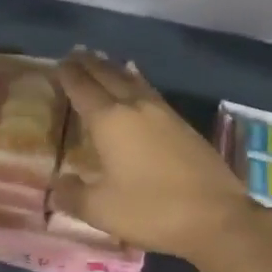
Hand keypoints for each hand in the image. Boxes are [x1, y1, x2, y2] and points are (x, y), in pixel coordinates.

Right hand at [53, 50, 271, 270]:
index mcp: (109, 121)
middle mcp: (134, 107)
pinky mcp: (183, 124)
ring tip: (103, 60)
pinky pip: (150, 91)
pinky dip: (136, 81)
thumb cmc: (151, 211)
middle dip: (89, 64)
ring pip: (132, 80)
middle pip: (108, 75)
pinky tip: (138, 84)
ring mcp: (163, 113)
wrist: (216, 218)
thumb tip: (55, 186)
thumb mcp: (100, 210)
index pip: (82, 88)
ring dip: (114, 69)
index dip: (68, 74)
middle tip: (75, 54)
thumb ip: (72, 195)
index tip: (57, 64)